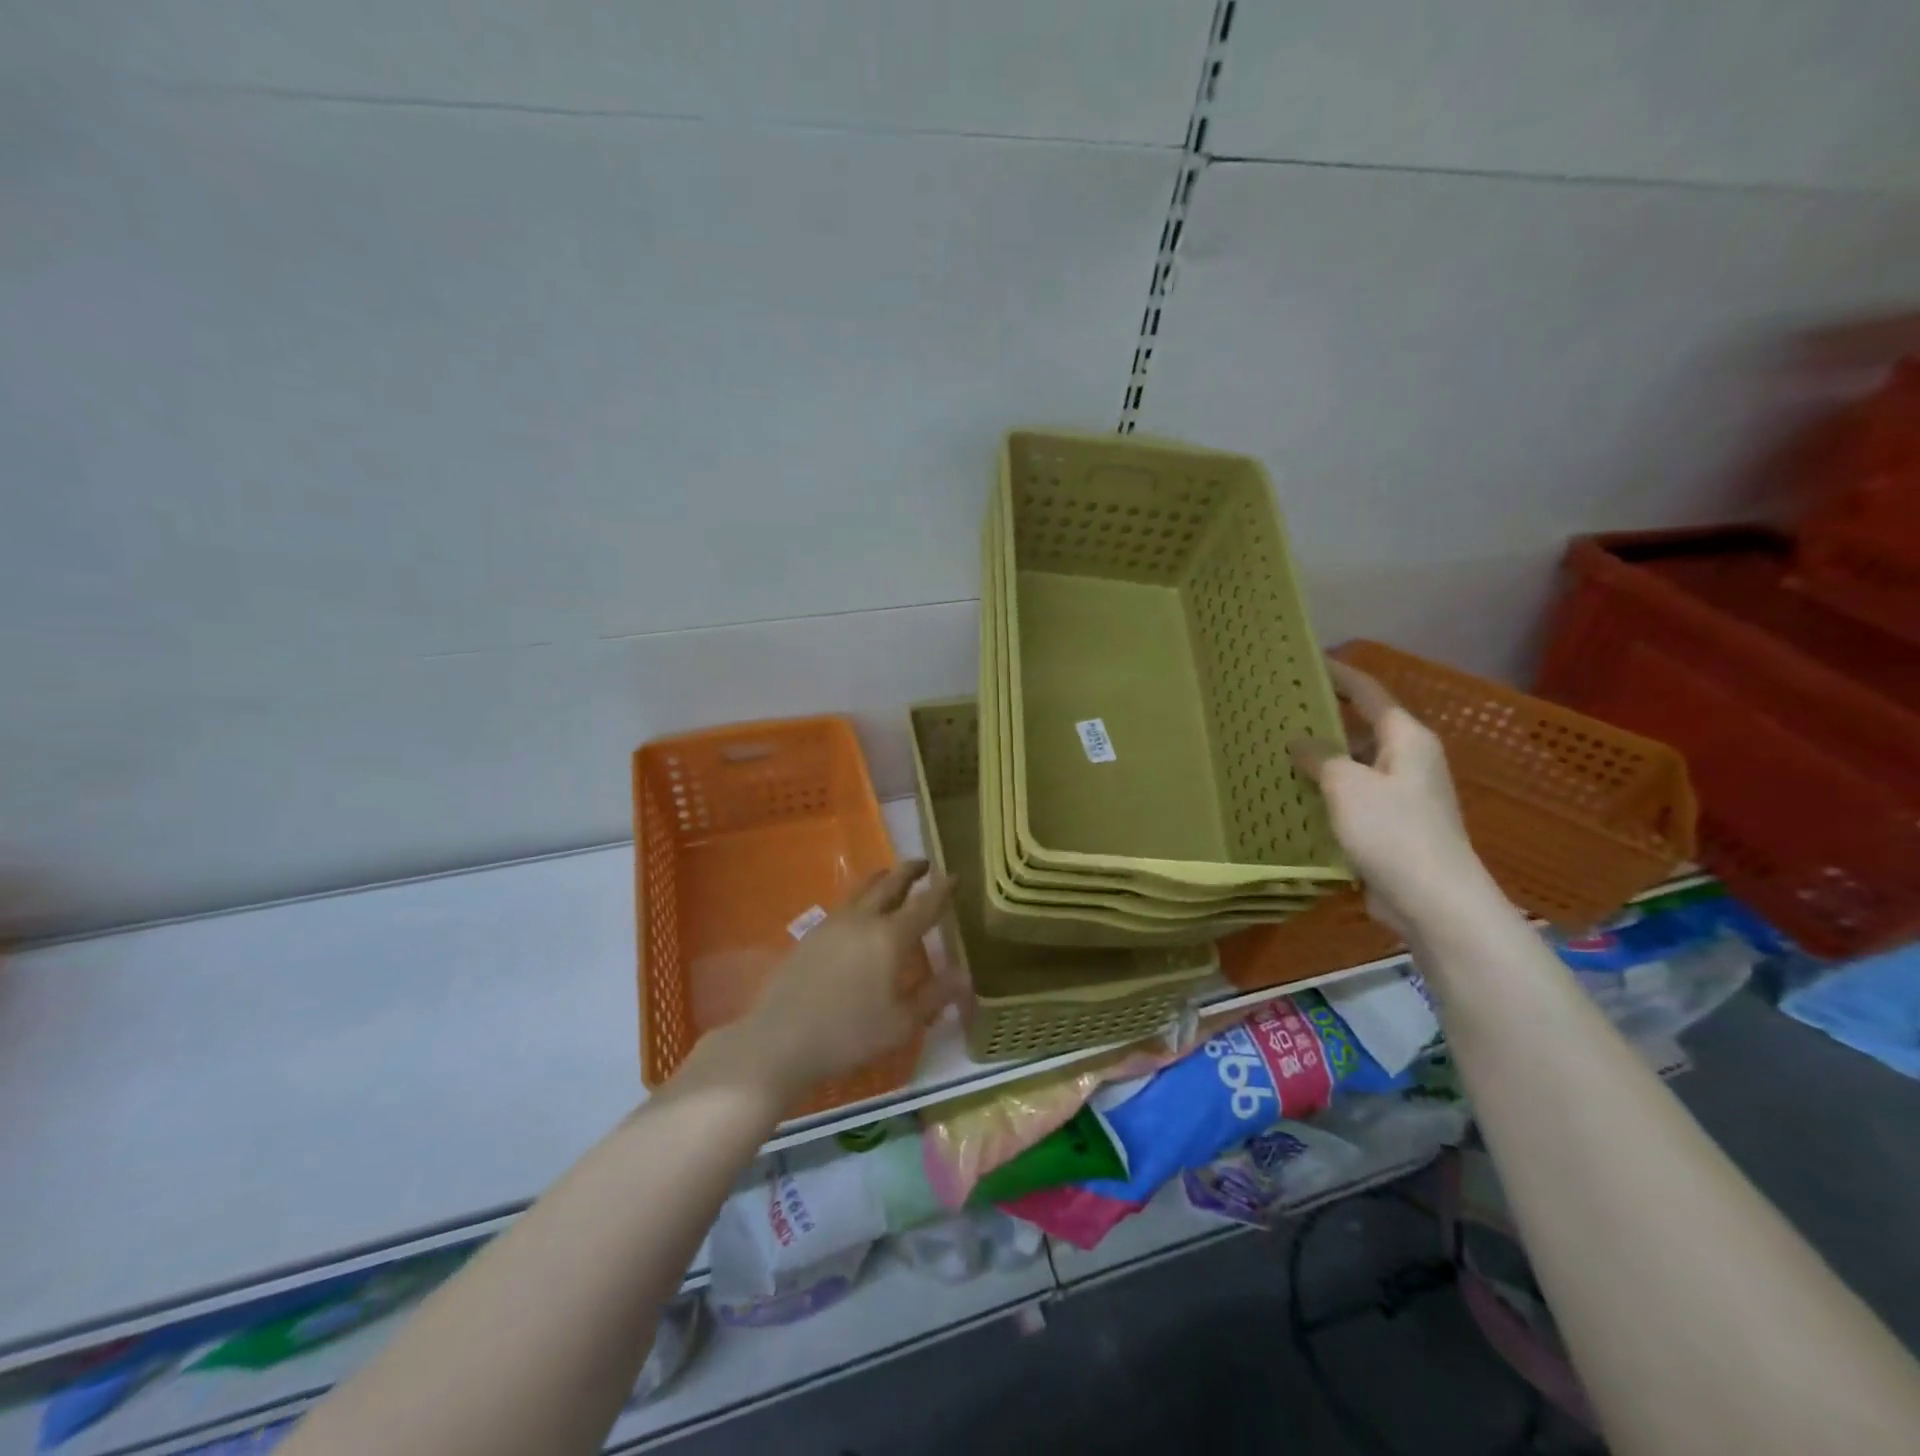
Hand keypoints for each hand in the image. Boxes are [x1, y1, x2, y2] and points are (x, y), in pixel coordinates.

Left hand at [744, 861, 957, 1102]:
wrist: (779, 1040)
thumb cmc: (848, 1035)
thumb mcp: (900, 1024)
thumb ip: (933, 996)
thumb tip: (964, 975)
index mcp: (890, 938)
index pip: (924, 905)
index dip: (942, 890)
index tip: (955, 876)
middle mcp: (863, 920)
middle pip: (890, 884)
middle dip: (909, 871)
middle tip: (924, 863)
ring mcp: (832, 924)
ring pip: (862, 889)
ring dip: (882, 878)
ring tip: (890, 875)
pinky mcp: (810, 935)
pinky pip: (843, 904)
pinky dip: (860, 897)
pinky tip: (858, 910)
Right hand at [1289, 659, 1487, 935]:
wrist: (1434, 900)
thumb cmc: (1392, 831)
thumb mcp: (1346, 786)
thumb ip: (1320, 758)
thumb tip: (1300, 744)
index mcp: (1406, 739)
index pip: (1368, 692)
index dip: (1338, 675)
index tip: (1307, 661)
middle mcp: (1409, 760)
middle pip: (1361, 728)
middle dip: (1324, 719)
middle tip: (1280, 712)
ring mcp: (1402, 795)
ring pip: (1355, 765)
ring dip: (1322, 760)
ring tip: (1278, 753)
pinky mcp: (1392, 826)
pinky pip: (1354, 796)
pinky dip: (1328, 792)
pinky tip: (1296, 797)